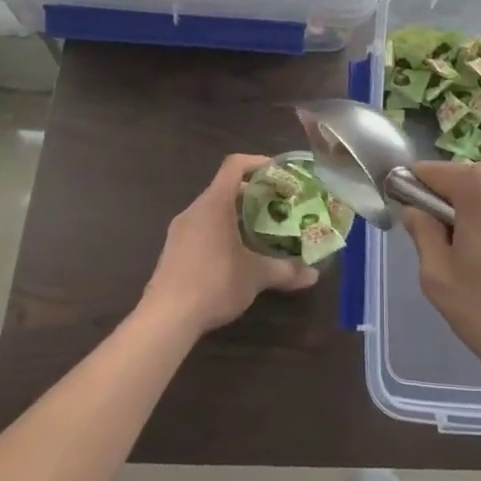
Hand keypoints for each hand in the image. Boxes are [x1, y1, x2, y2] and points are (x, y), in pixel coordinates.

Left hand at [142, 153, 320, 335]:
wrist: (166, 318)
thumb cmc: (214, 283)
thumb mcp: (255, 276)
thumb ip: (286, 270)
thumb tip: (314, 275)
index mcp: (214, 204)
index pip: (234, 165)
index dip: (258, 162)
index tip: (279, 173)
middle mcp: (195, 210)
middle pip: (225, 188)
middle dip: (254, 194)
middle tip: (279, 206)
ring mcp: (180, 230)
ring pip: (213, 210)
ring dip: (238, 214)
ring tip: (262, 230)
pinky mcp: (174, 250)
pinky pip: (202, 228)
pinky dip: (222, 231)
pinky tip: (237, 254)